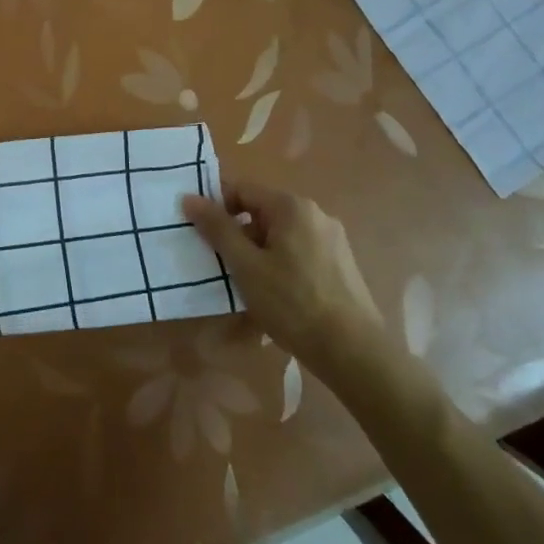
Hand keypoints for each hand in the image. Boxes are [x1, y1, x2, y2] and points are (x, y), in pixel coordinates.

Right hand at [182, 182, 380, 360]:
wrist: (354, 353)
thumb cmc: (293, 304)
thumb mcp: (246, 266)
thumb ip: (217, 229)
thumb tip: (189, 197)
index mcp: (291, 206)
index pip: (242, 190)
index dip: (217, 208)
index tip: (202, 235)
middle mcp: (315, 213)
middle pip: (262, 211)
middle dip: (239, 233)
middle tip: (224, 264)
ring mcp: (332, 239)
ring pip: (281, 234)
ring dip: (259, 251)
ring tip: (249, 284)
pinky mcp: (341, 263)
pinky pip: (300, 251)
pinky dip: (281, 264)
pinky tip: (278, 295)